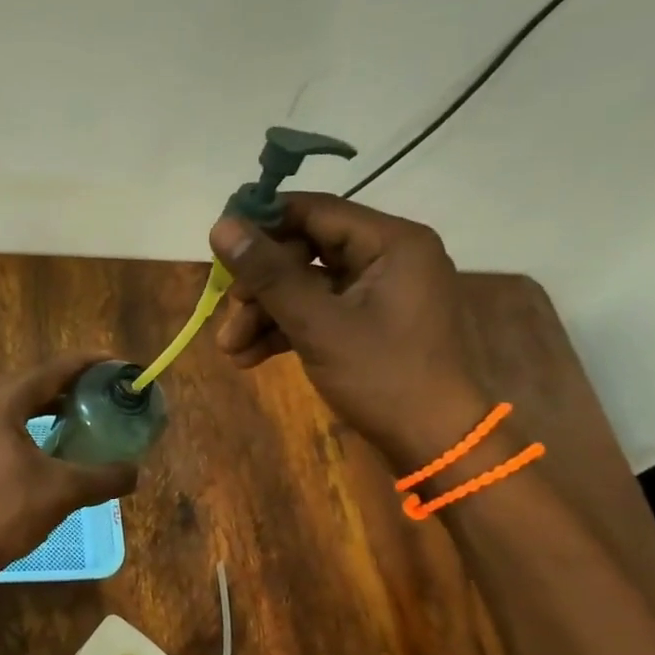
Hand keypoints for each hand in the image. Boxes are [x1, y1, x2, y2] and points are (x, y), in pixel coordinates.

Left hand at [0, 353, 138, 579]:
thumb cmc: (10, 513)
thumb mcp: (64, 491)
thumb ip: (104, 477)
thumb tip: (136, 472)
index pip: (46, 372)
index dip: (83, 363)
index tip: (114, 361)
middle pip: (31, 382)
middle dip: (68, 380)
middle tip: (103, 383)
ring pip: (18, 403)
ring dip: (50, 401)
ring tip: (86, 404)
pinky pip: (8, 422)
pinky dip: (35, 420)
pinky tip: (58, 434)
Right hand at [210, 193, 485, 467]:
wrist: (436, 443)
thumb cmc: (384, 376)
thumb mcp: (318, 324)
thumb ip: (269, 274)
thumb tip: (221, 226)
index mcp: (391, 242)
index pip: (314, 211)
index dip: (262, 224)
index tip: (218, 245)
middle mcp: (389, 257)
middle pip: (305, 251)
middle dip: (259, 285)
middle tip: (227, 312)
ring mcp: (380, 292)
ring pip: (306, 286)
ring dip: (264, 314)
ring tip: (231, 350)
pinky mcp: (370, 323)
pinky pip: (318, 312)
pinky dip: (285, 330)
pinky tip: (250, 357)